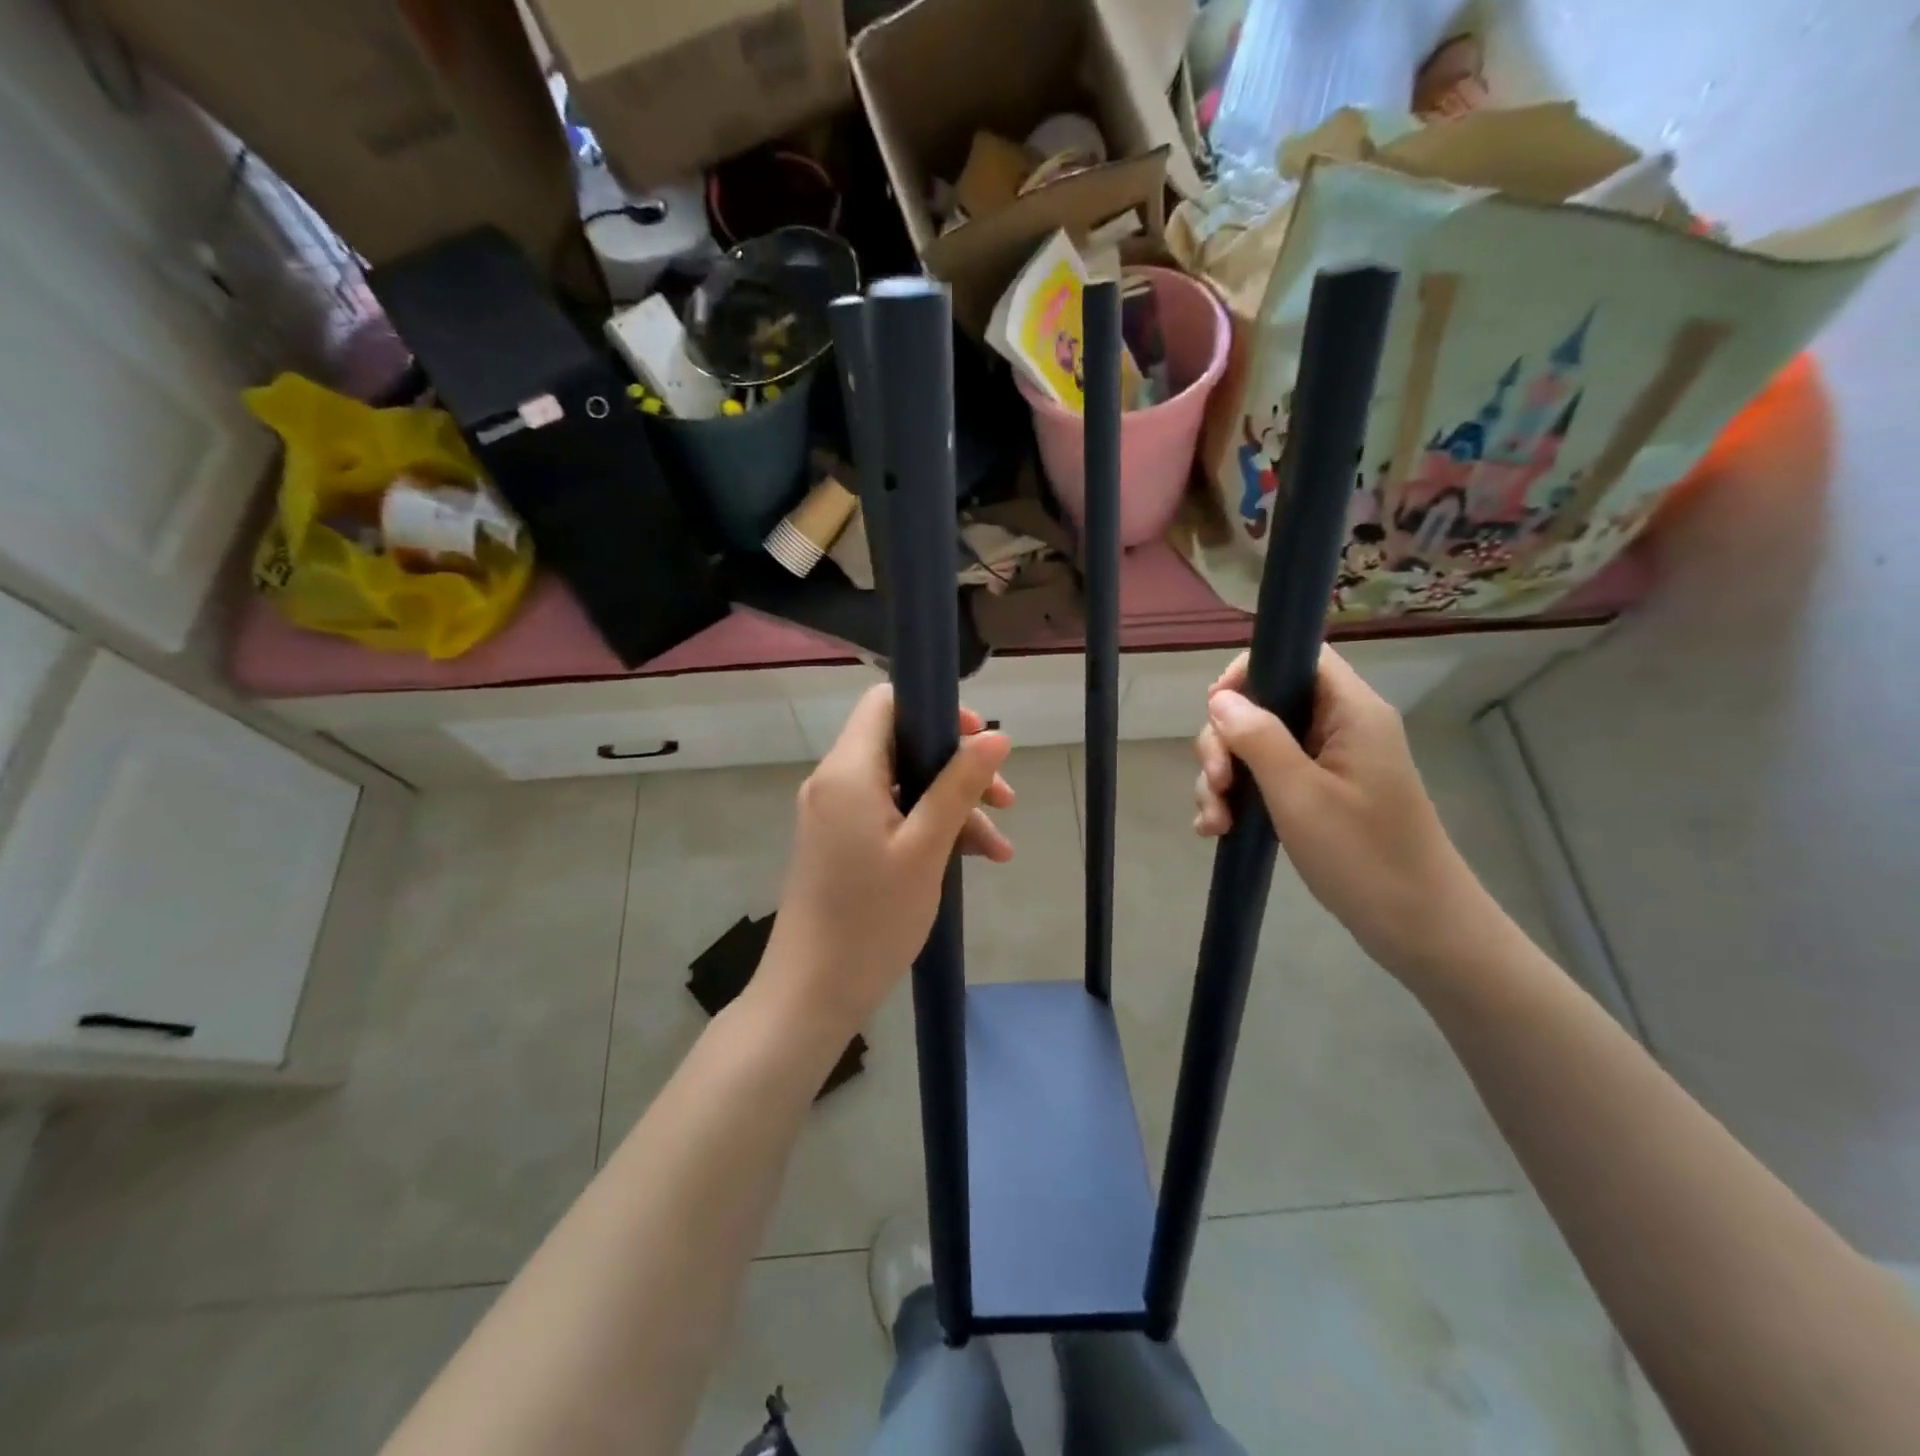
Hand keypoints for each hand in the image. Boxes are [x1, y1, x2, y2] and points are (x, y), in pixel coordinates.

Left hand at [763, 685, 1013, 1035]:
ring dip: (952, 807)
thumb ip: (959, 786)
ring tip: (998, 850)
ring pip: (903, 786)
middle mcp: (835, 782)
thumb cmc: (872, 918)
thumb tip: (995, 736)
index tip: (978, 740)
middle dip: (958, 769)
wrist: (812, 992)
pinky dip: (929, 830)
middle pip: (902, 746)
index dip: (936, 710)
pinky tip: (972, 859)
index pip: (886, 702)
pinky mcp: (840, 843)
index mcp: (848, 771)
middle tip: (1005, 801)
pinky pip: (890, 817)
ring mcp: (835, 814)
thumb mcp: (926, 848)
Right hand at [1192, 646, 1492, 979]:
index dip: (1248, 672)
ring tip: (1214, 823)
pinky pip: (1265, 778)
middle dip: (1225, 742)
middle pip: (1263, 704)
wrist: (1418, 928)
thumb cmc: (1364, 856)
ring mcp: (1326, 763)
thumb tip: (1219, 698)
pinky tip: (1216, 829)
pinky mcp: (1317, 795)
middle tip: (1217, 784)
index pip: (1296, 657)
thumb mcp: (1300, 795)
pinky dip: (1237, 798)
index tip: (1216, 712)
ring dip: (1224, 778)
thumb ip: (1257, 738)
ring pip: (1256, 746)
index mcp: (1350, 712)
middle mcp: (1338, 727)